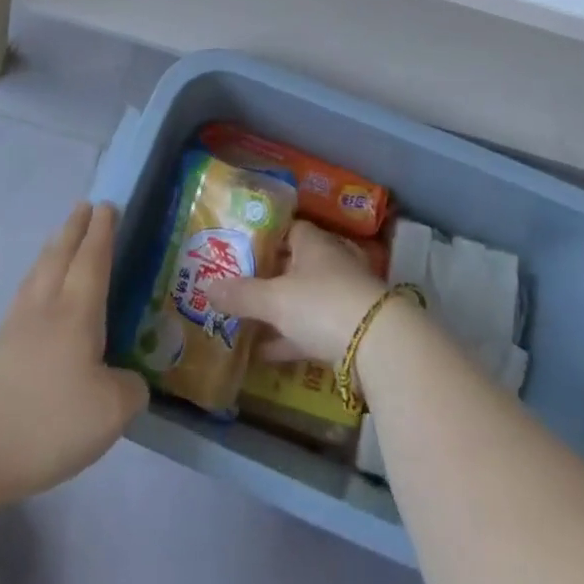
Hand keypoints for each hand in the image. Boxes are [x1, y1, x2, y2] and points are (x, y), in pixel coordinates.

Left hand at [0, 203, 147, 507]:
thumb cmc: (48, 421)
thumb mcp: (110, 411)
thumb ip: (130, 389)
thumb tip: (132, 382)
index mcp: (76, 312)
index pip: (92, 259)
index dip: (102, 232)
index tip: (108, 205)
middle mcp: (45, 308)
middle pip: (60, 256)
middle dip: (74, 229)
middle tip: (85, 206)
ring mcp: (15, 328)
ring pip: (37, 274)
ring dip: (52, 249)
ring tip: (59, 237)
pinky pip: (23, 297)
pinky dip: (35, 280)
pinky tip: (34, 292)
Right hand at [204, 220, 385, 366]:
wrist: (377, 344)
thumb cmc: (321, 304)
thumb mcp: (274, 300)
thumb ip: (241, 295)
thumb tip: (206, 287)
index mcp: (314, 244)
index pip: (289, 229)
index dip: (266, 238)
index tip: (242, 250)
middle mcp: (330, 263)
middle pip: (295, 265)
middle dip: (269, 278)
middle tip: (237, 288)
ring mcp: (342, 296)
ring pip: (303, 300)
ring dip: (278, 312)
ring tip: (244, 324)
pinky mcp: (348, 329)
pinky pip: (312, 329)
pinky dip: (290, 339)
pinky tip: (264, 354)